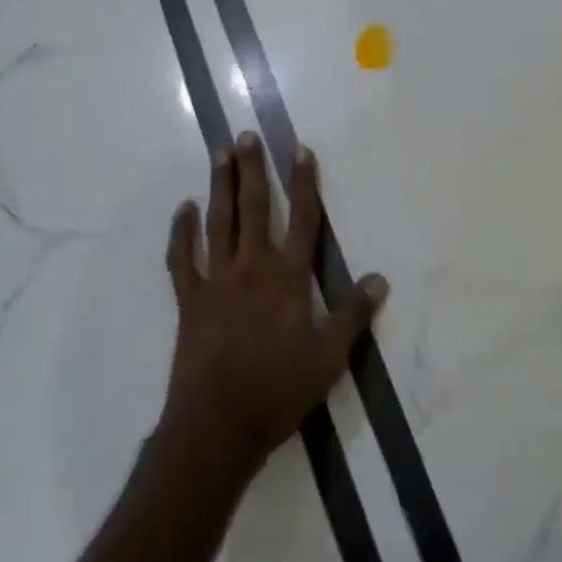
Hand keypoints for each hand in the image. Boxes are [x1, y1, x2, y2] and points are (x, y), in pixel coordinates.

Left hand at [160, 133, 387, 477]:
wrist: (216, 427)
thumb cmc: (278, 391)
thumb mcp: (329, 359)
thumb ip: (354, 315)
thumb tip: (379, 279)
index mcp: (288, 278)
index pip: (302, 219)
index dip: (304, 183)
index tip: (300, 150)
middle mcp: (252, 268)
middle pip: (254, 208)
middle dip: (253, 169)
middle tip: (247, 135)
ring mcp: (216, 281)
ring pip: (219, 222)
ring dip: (220, 186)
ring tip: (220, 153)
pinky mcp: (190, 301)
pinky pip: (182, 259)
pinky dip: (182, 232)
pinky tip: (184, 209)